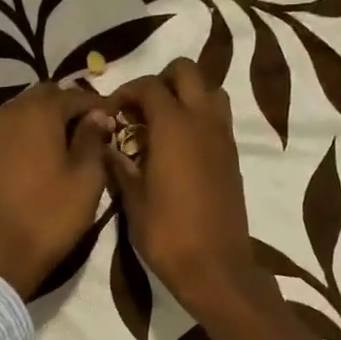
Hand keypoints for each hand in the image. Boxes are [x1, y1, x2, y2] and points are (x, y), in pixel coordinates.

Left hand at [0, 81, 113, 298]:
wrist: (0, 257)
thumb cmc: (51, 216)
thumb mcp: (86, 179)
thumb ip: (93, 139)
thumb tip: (98, 115)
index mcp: (37, 113)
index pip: (74, 95)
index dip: (98, 105)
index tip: (116, 120)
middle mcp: (8, 114)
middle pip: (44, 98)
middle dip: (69, 108)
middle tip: (92, 129)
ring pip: (23, 114)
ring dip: (47, 121)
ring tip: (69, 143)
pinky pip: (10, 135)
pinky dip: (28, 138)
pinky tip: (42, 159)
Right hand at [106, 59, 311, 339]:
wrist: (215, 267)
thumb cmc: (167, 235)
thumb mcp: (133, 201)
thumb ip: (120, 166)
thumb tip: (107, 147)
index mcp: (174, 127)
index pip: (149, 86)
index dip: (126, 91)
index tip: (111, 111)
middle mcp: (203, 121)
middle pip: (188, 72)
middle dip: (161, 80)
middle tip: (140, 109)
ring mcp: (223, 138)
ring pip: (210, 91)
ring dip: (186, 95)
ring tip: (162, 124)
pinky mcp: (233, 157)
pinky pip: (218, 119)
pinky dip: (199, 118)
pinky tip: (179, 148)